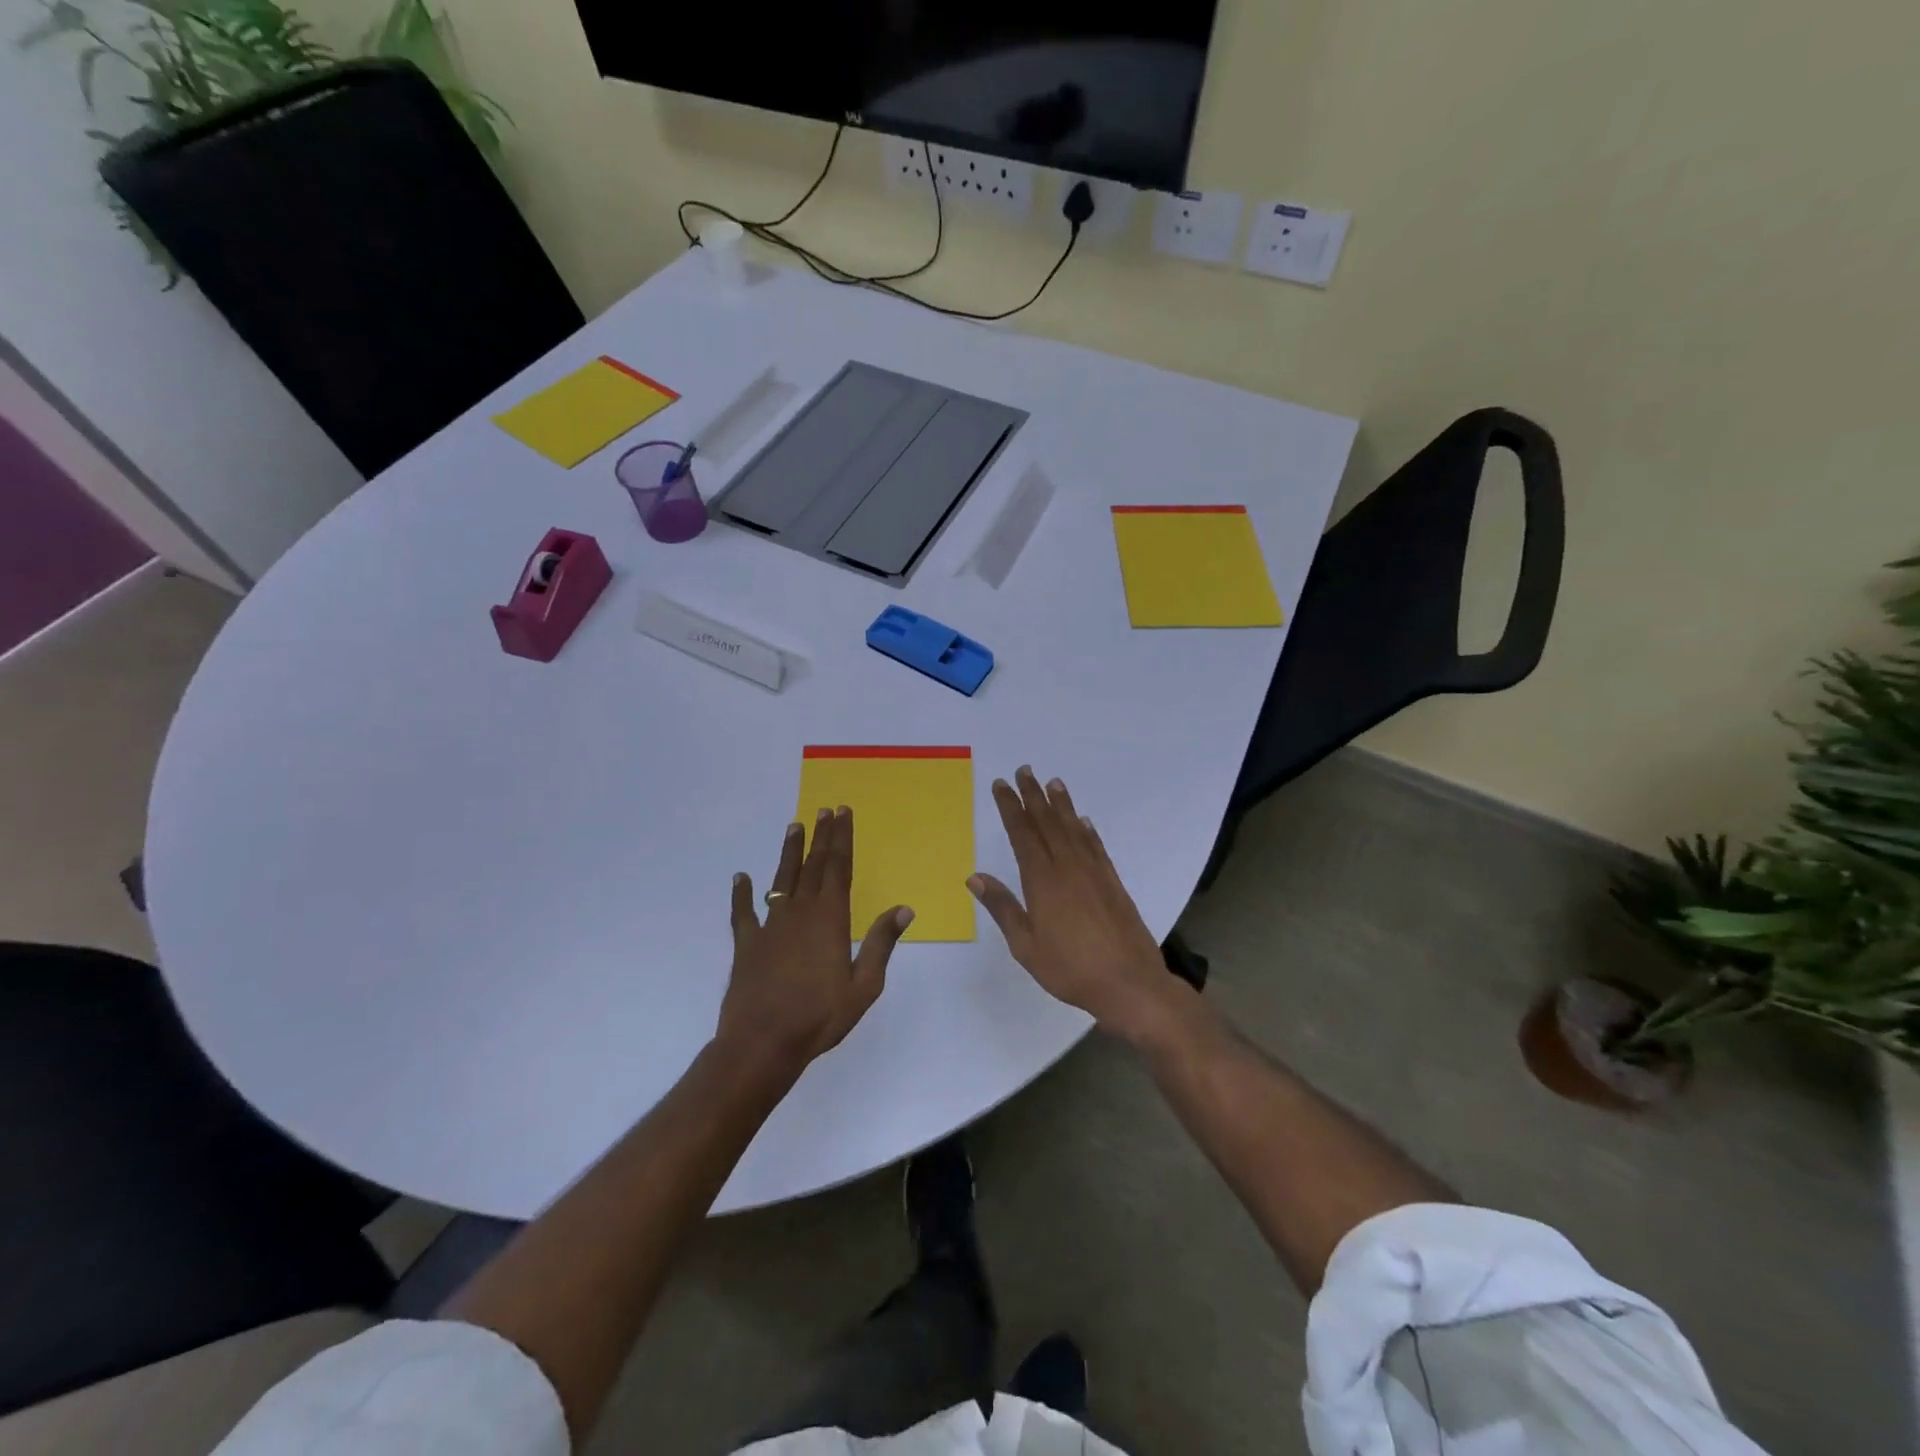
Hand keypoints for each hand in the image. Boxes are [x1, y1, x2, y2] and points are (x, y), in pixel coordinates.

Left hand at [719, 807, 912, 1069]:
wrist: (762, 1043)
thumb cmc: (820, 1016)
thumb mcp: (864, 985)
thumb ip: (881, 943)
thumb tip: (903, 909)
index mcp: (830, 919)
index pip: (839, 867)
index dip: (842, 839)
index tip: (843, 813)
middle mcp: (800, 912)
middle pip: (813, 865)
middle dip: (821, 836)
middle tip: (825, 810)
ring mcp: (770, 925)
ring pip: (782, 879)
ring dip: (789, 852)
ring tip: (794, 826)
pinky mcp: (747, 944)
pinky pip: (743, 912)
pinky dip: (742, 893)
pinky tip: (740, 878)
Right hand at [969, 766, 1173, 1038]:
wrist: (1129, 983)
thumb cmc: (1070, 969)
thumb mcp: (1026, 945)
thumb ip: (1003, 907)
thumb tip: (976, 876)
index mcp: (1042, 881)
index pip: (1022, 833)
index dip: (1011, 807)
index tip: (1002, 785)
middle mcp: (1068, 867)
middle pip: (1047, 823)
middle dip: (1033, 796)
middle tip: (1025, 770)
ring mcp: (1094, 872)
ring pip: (1073, 829)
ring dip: (1062, 805)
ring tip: (1053, 782)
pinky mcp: (1112, 882)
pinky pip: (1096, 847)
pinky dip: (1088, 830)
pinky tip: (1083, 821)